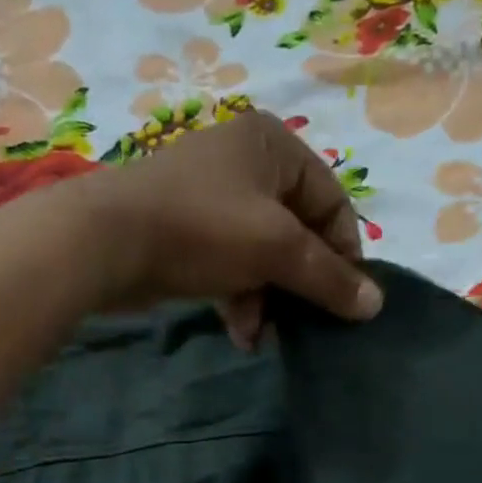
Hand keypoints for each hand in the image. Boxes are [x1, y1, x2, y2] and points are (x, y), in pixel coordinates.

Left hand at [73, 109, 379, 345]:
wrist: (106, 241)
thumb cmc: (203, 229)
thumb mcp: (276, 250)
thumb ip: (329, 278)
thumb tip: (375, 305)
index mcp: (273, 146)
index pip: (332, 201)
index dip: (345, 252)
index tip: (347, 299)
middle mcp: (245, 163)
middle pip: (298, 231)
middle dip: (300, 284)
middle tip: (305, 322)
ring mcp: (213, 198)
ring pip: (263, 254)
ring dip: (269, 299)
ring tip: (263, 336)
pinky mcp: (187, 232)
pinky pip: (231, 265)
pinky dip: (239, 298)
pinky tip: (240, 334)